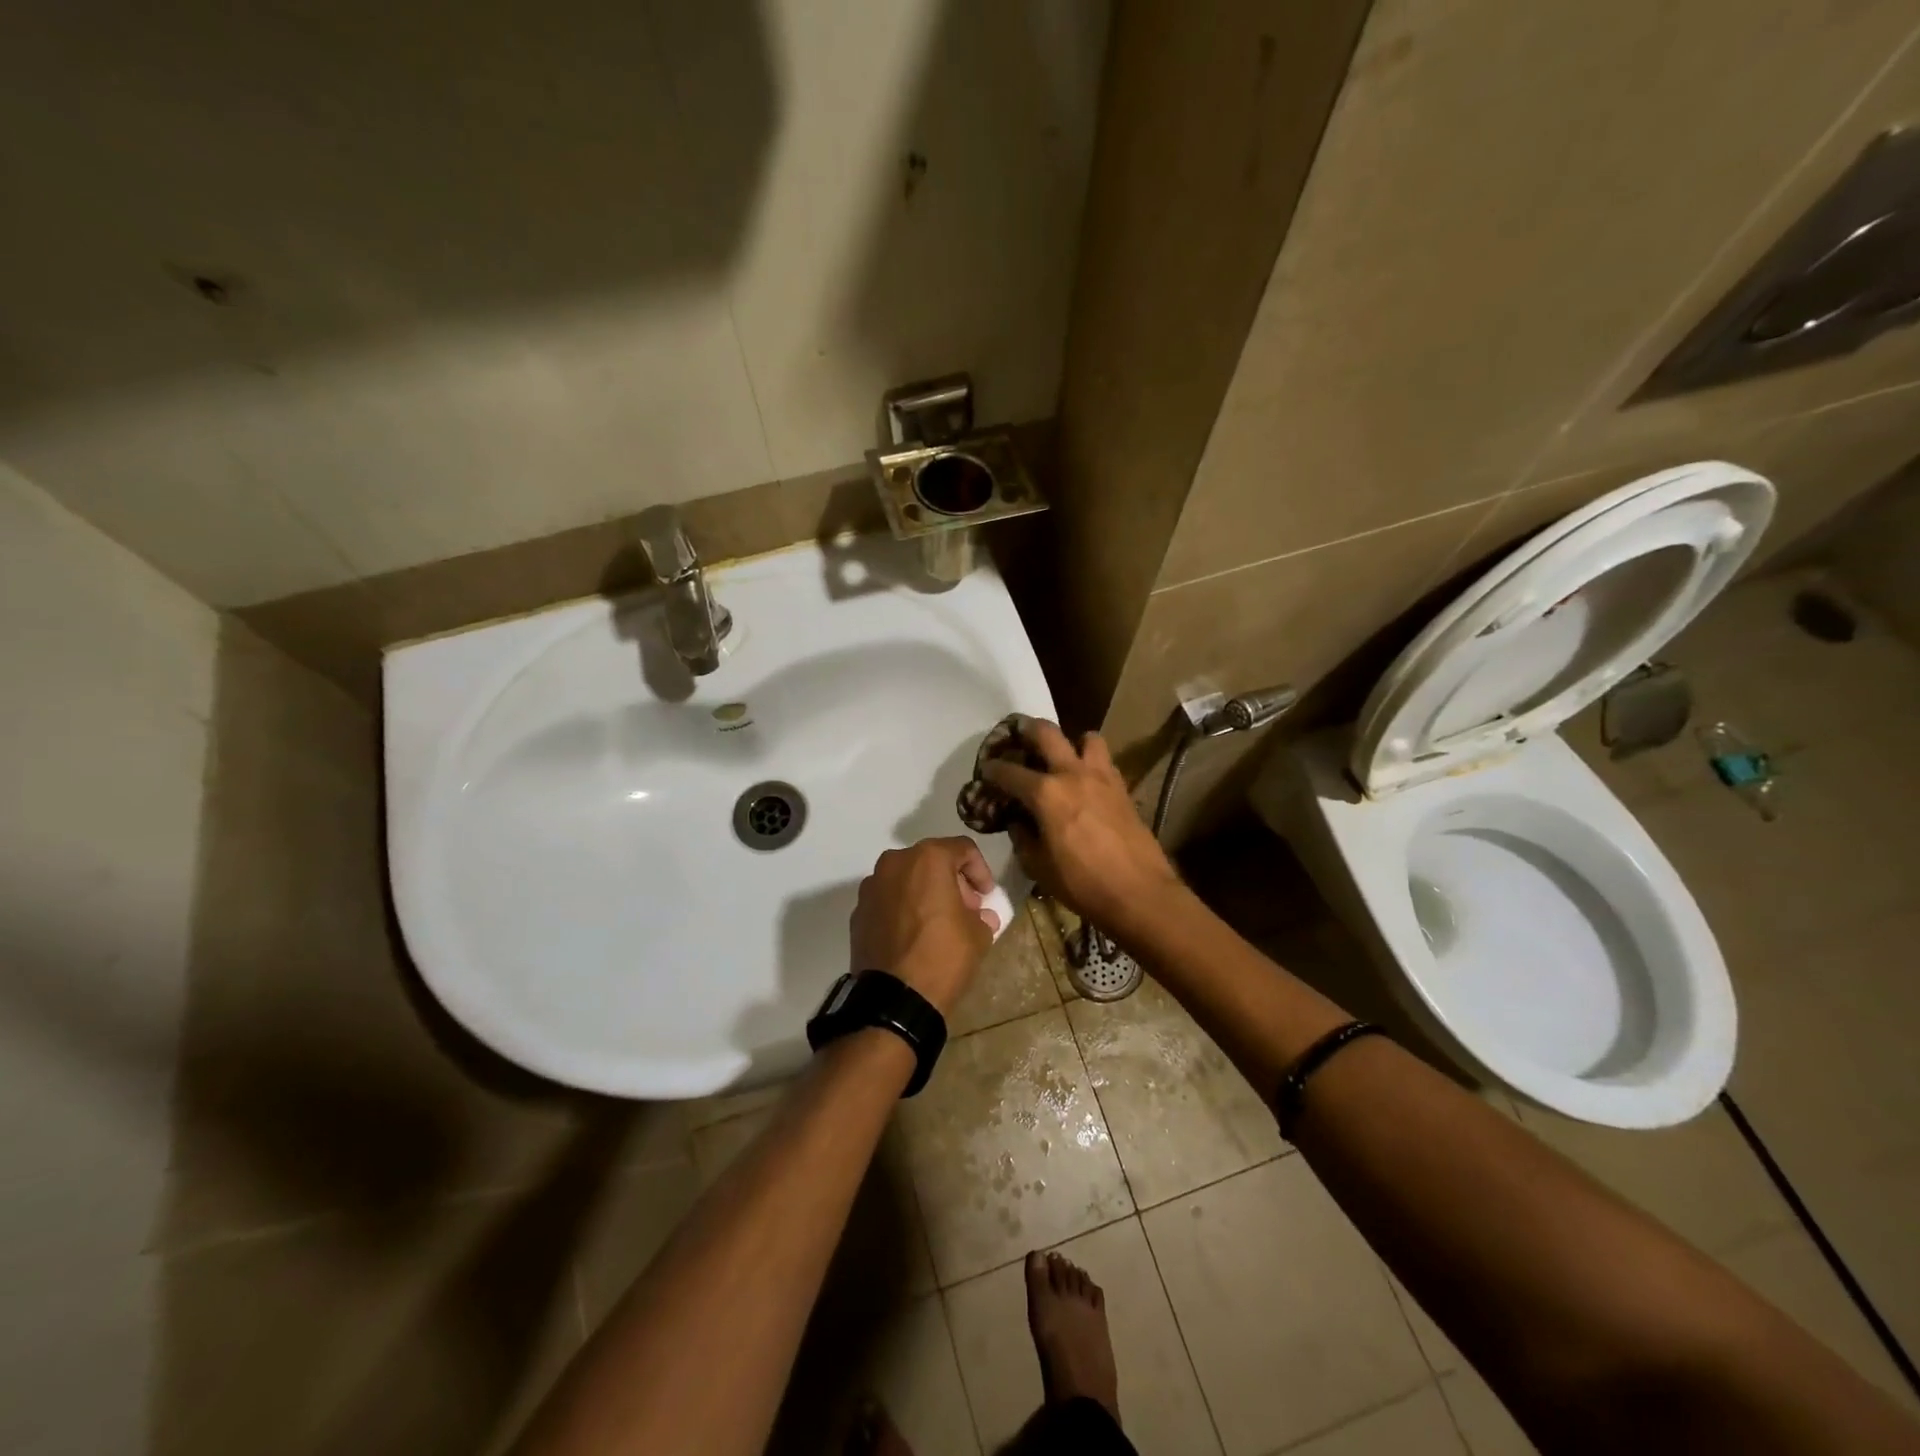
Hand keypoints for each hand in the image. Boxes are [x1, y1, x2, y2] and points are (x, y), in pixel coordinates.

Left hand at [849, 837, 1001, 1017]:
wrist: (894, 998)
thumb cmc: (943, 956)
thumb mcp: (978, 935)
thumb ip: (982, 916)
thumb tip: (980, 916)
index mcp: (928, 858)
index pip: (963, 849)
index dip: (980, 870)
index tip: (987, 895)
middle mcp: (895, 863)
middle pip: (931, 860)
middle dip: (952, 881)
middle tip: (967, 909)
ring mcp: (871, 886)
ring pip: (906, 878)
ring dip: (926, 892)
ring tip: (940, 922)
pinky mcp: (858, 912)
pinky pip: (888, 900)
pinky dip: (903, 908)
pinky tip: (914, 934)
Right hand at [981, 718, 1180, 933]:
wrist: (1139, 893)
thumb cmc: (1082, 883)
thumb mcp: (1038, 866)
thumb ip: (1022, 837)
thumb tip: (1017, 821)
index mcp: (1045, 793)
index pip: (1009, 771)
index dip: (992, 769)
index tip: (985, 770)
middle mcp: (1072, 774)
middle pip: (1046, 732)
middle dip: (1026, 730)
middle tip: (1017, 738)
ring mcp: (1101, 777)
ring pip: (1085, 737)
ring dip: (1071, 742)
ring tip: (1063, 758)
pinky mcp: (1122, 787)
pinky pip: (1104, 761)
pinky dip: (1091, 763)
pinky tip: (1085, 783)